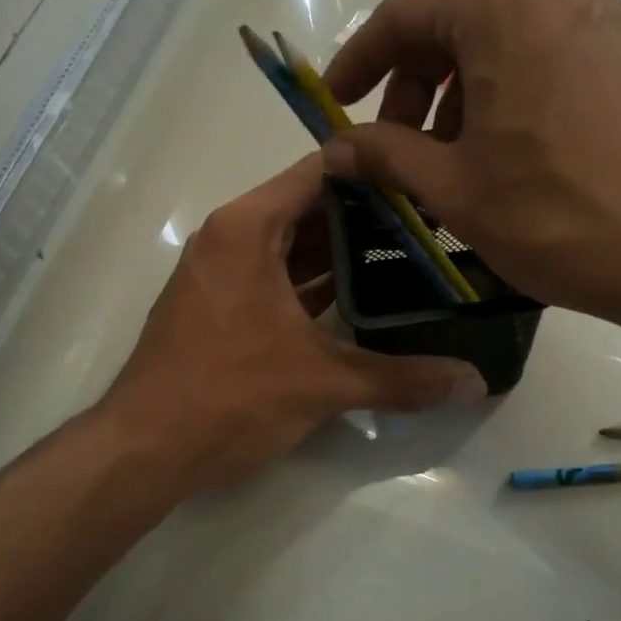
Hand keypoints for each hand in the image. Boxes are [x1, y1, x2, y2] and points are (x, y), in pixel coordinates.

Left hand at [104, 154, 487, 489]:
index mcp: (248, 228)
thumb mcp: (322, 383)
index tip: (427, 179)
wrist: (145, 450)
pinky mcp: (223, 306)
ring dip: (345, 251)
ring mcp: (223, 272)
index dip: (376, 170)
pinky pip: (279, 277)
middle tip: (434, 221)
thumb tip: (476, 384)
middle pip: (311, 207)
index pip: (321, 172)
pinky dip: (317, 282)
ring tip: (411, 254)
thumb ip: (402, 379)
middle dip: (370, 214)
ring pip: (295, 245)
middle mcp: (232, 237)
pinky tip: (364, 298)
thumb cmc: (229, 395)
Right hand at [321, 0, 620, 332]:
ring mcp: (602, 13)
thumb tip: (335, 147)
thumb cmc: (559, 213)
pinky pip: (543, 57)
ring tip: (448, 163)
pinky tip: (503, 154)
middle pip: (453, 25)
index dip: (358, 63)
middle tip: (393, 150)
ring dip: (457, 96)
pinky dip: (505, 95)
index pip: (402, 16)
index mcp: (500, 0)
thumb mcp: (453, 187)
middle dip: (411, 87)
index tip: (333, 105)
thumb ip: (383, 154)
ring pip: (500, 43)